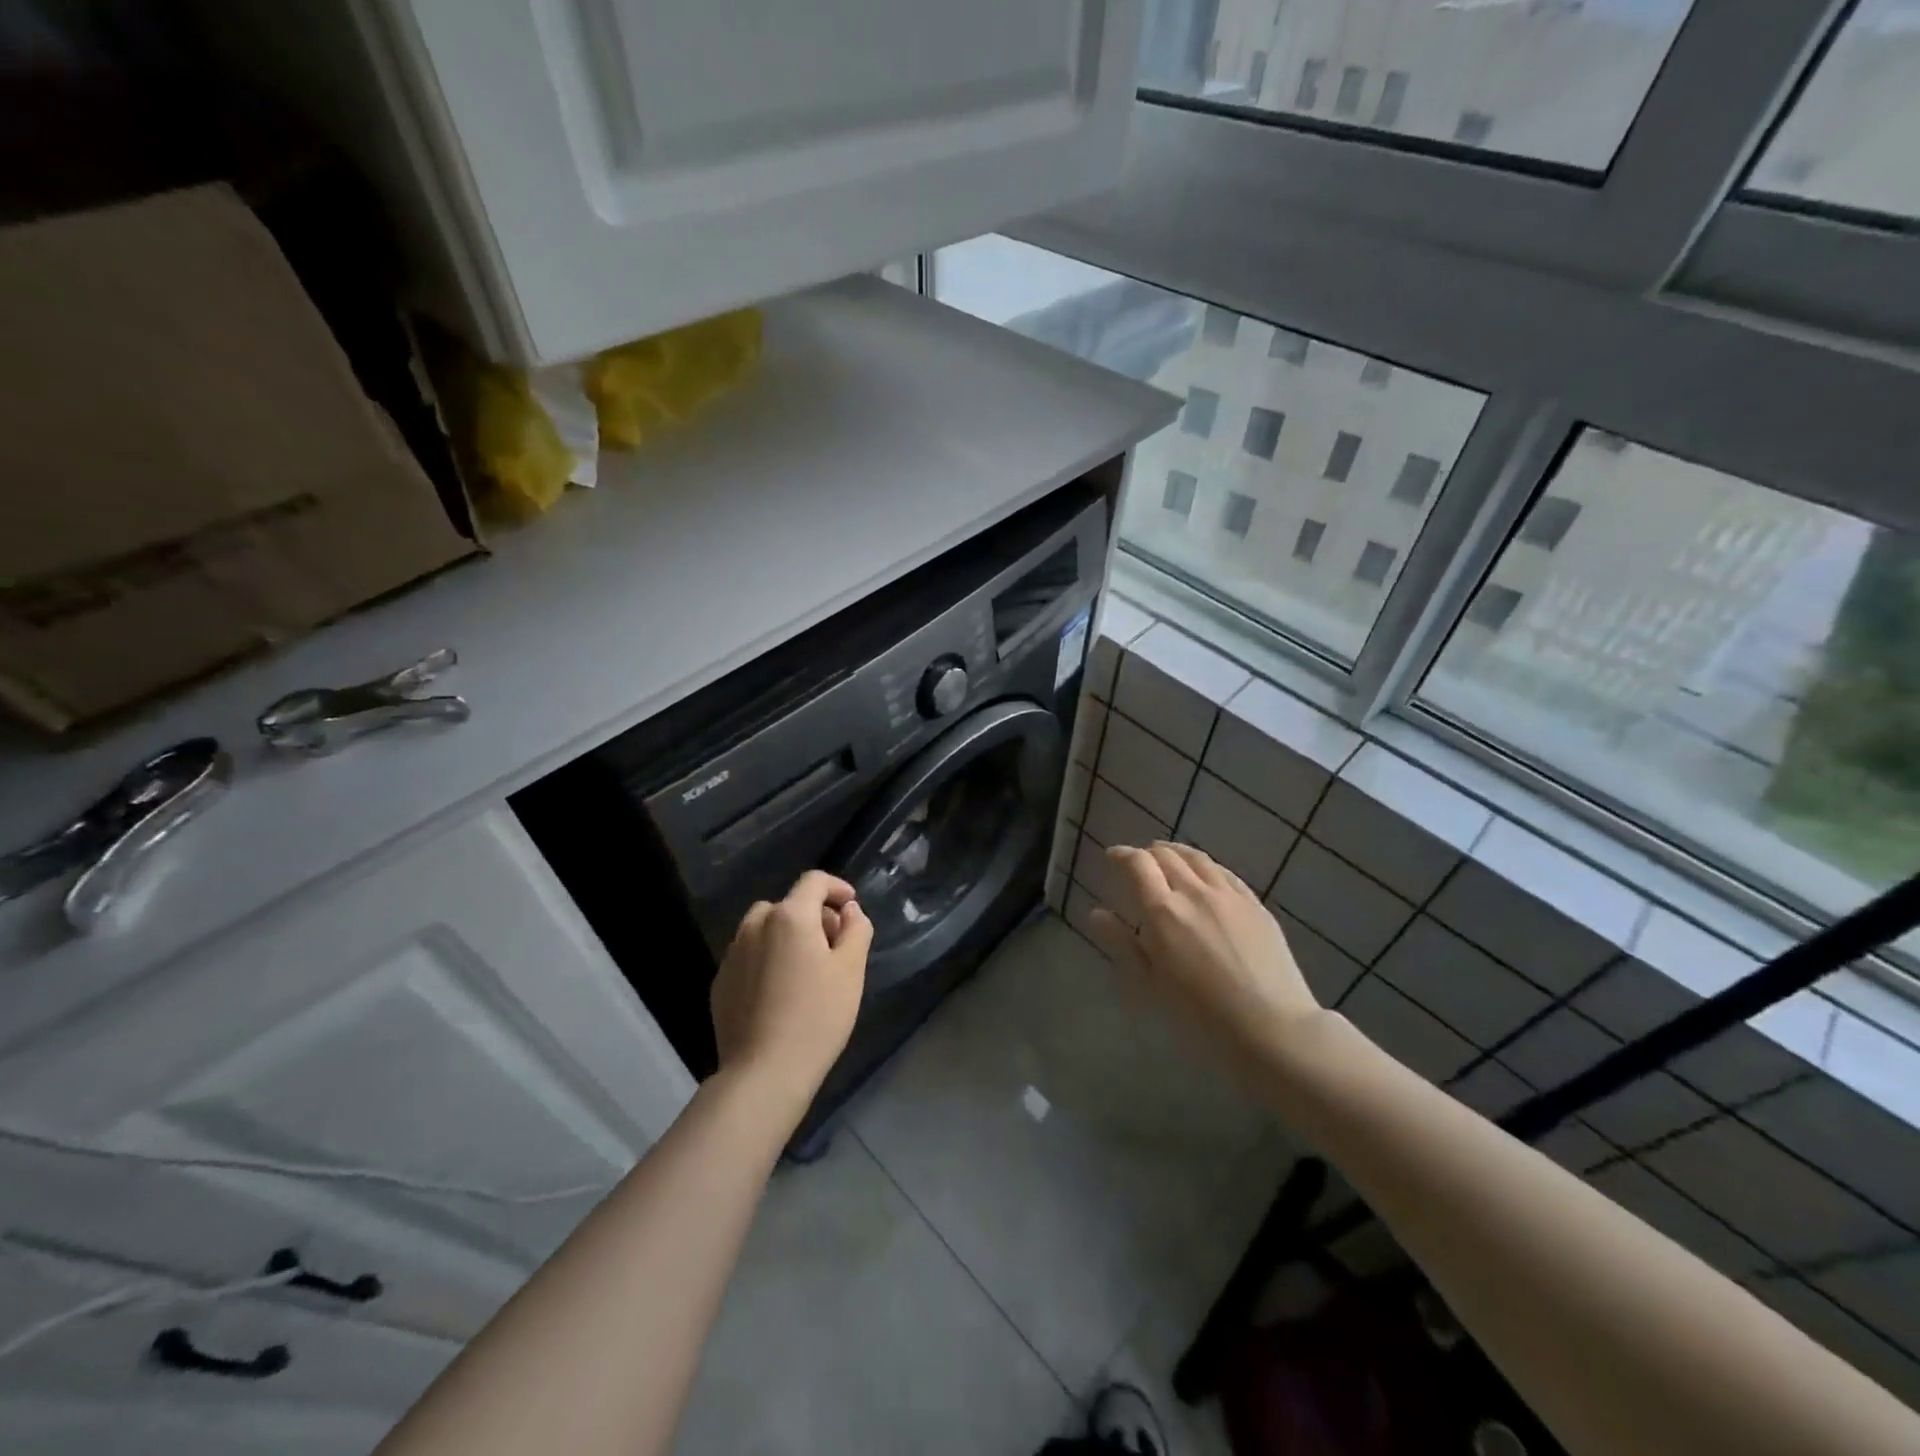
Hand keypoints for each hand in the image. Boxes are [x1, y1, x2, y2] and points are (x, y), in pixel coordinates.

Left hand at [710, 870, 871, 1121]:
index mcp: (790, 916)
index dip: (836, 887)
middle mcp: (756, 925)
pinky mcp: (721, 982)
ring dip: (786, 936)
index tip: (851, 907)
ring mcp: (733, 953)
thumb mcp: (851, 970)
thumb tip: (849, 910)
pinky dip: (767, 958)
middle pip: (788, 905)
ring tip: (805, 969)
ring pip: (764, 929)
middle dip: (813, 916)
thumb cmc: (817, 1017)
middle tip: (834, 947)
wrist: (764, 1072)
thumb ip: (856, 929)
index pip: (814, 881)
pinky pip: (749, 955)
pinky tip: (780, 992)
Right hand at [1088, 842, 1321, 1077]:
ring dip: (1177, 852)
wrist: (1272, 1028)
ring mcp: (1229, 896)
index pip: (1138, 864)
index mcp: (1163, 911)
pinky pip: (1225, 873)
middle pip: (1167, 856)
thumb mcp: (1151, 984)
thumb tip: (1096, 913)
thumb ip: (1122, 943)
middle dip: (1147, 853)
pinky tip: (1205, 874)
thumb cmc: (1201, 1015)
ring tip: (1168, 857)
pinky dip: (1205, 866)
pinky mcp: (1255, 905)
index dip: (1122, 855)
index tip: (1112, 856)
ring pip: (1198, 859)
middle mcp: (1194, 892)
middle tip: (1138, 862)